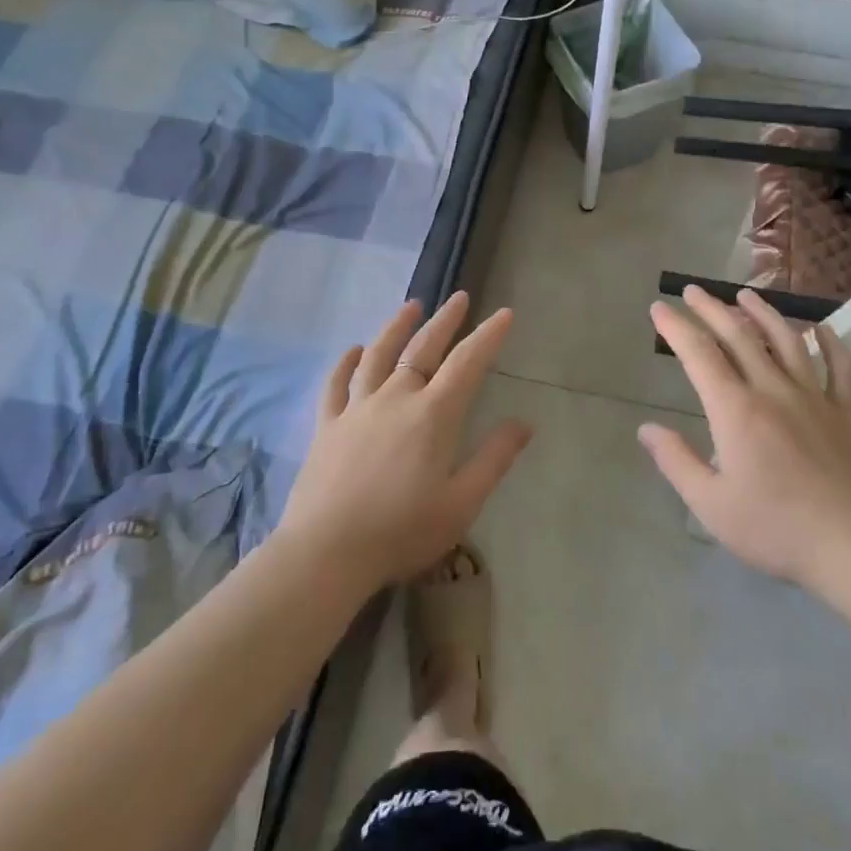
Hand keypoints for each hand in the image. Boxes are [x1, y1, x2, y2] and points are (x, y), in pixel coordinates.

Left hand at [276, 292, 531, 591]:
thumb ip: (494, 459)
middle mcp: (396, 398)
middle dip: (445, 320)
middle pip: (423, 348)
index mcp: (432, 415)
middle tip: (459, 297)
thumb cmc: (402, 531)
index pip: (467, 363)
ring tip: (411, 306)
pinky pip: (337, 384)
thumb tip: (525, 423)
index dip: (488, 336)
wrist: (326, 553)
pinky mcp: (328, 425)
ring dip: (397, 327)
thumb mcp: (461, 503)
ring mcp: (357, 408)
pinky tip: (353, 350)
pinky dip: (346, 362)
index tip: (504, 314)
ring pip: (379, 355)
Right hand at [641, 286, 850, 590]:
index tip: (659, 307)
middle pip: (739, 337)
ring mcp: (814, 398)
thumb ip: (677, 462)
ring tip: (746, 295)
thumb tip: (647, 429)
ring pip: (786, 341)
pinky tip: (822, 330)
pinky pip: (840, 368)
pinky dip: (830, 344)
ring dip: (764, 314)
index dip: (676, 327)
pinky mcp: (847, 413)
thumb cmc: (777, 528)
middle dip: (712, 309)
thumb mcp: (711, 505)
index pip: (699, 355)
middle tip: (694, 290)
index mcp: (735, 409)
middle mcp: (772, 390)